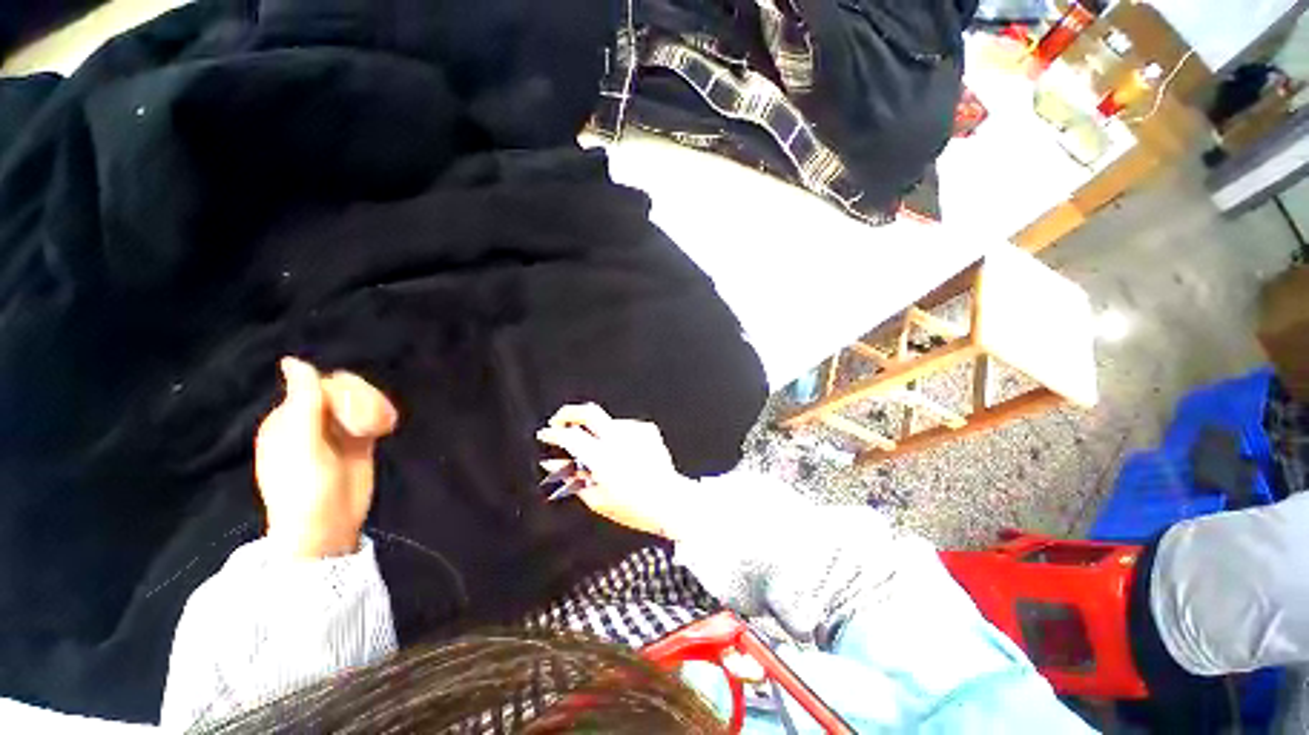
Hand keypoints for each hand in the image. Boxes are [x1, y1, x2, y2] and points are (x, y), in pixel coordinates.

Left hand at [255, 357, 398, 558]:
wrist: (328, 527)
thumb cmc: (306, 489)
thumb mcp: (302, 446)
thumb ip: (302, 403)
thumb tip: (293, 361)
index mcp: (289, 418)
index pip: (320, 384)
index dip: (342, 393)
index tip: (352, 415)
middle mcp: (311, 419)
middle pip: (343, 388)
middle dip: (361, 401)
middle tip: (368, 426)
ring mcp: (335, 430)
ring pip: (360, 399)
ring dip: (373, 409)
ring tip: (378, 429)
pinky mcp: (357, 440)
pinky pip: (371, 413)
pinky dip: (380, 417)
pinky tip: (383, 431)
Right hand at [536, 403, 695, 539]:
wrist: (670, 501)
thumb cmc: (634, 506)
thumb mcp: (596, 499)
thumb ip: (571, 477)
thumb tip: (551, 463)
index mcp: (603, 458)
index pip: (570, 436)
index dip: (553, 433)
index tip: (545, 434)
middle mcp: (619, 439)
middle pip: (588, 411)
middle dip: (568, 413)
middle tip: (559, 422)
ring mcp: (634, 431)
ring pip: (606, 421)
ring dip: (596, 431)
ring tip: (600, 453)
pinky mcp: (647, 429)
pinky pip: (623, 427)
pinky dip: (616, 435)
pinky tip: (622, 451)